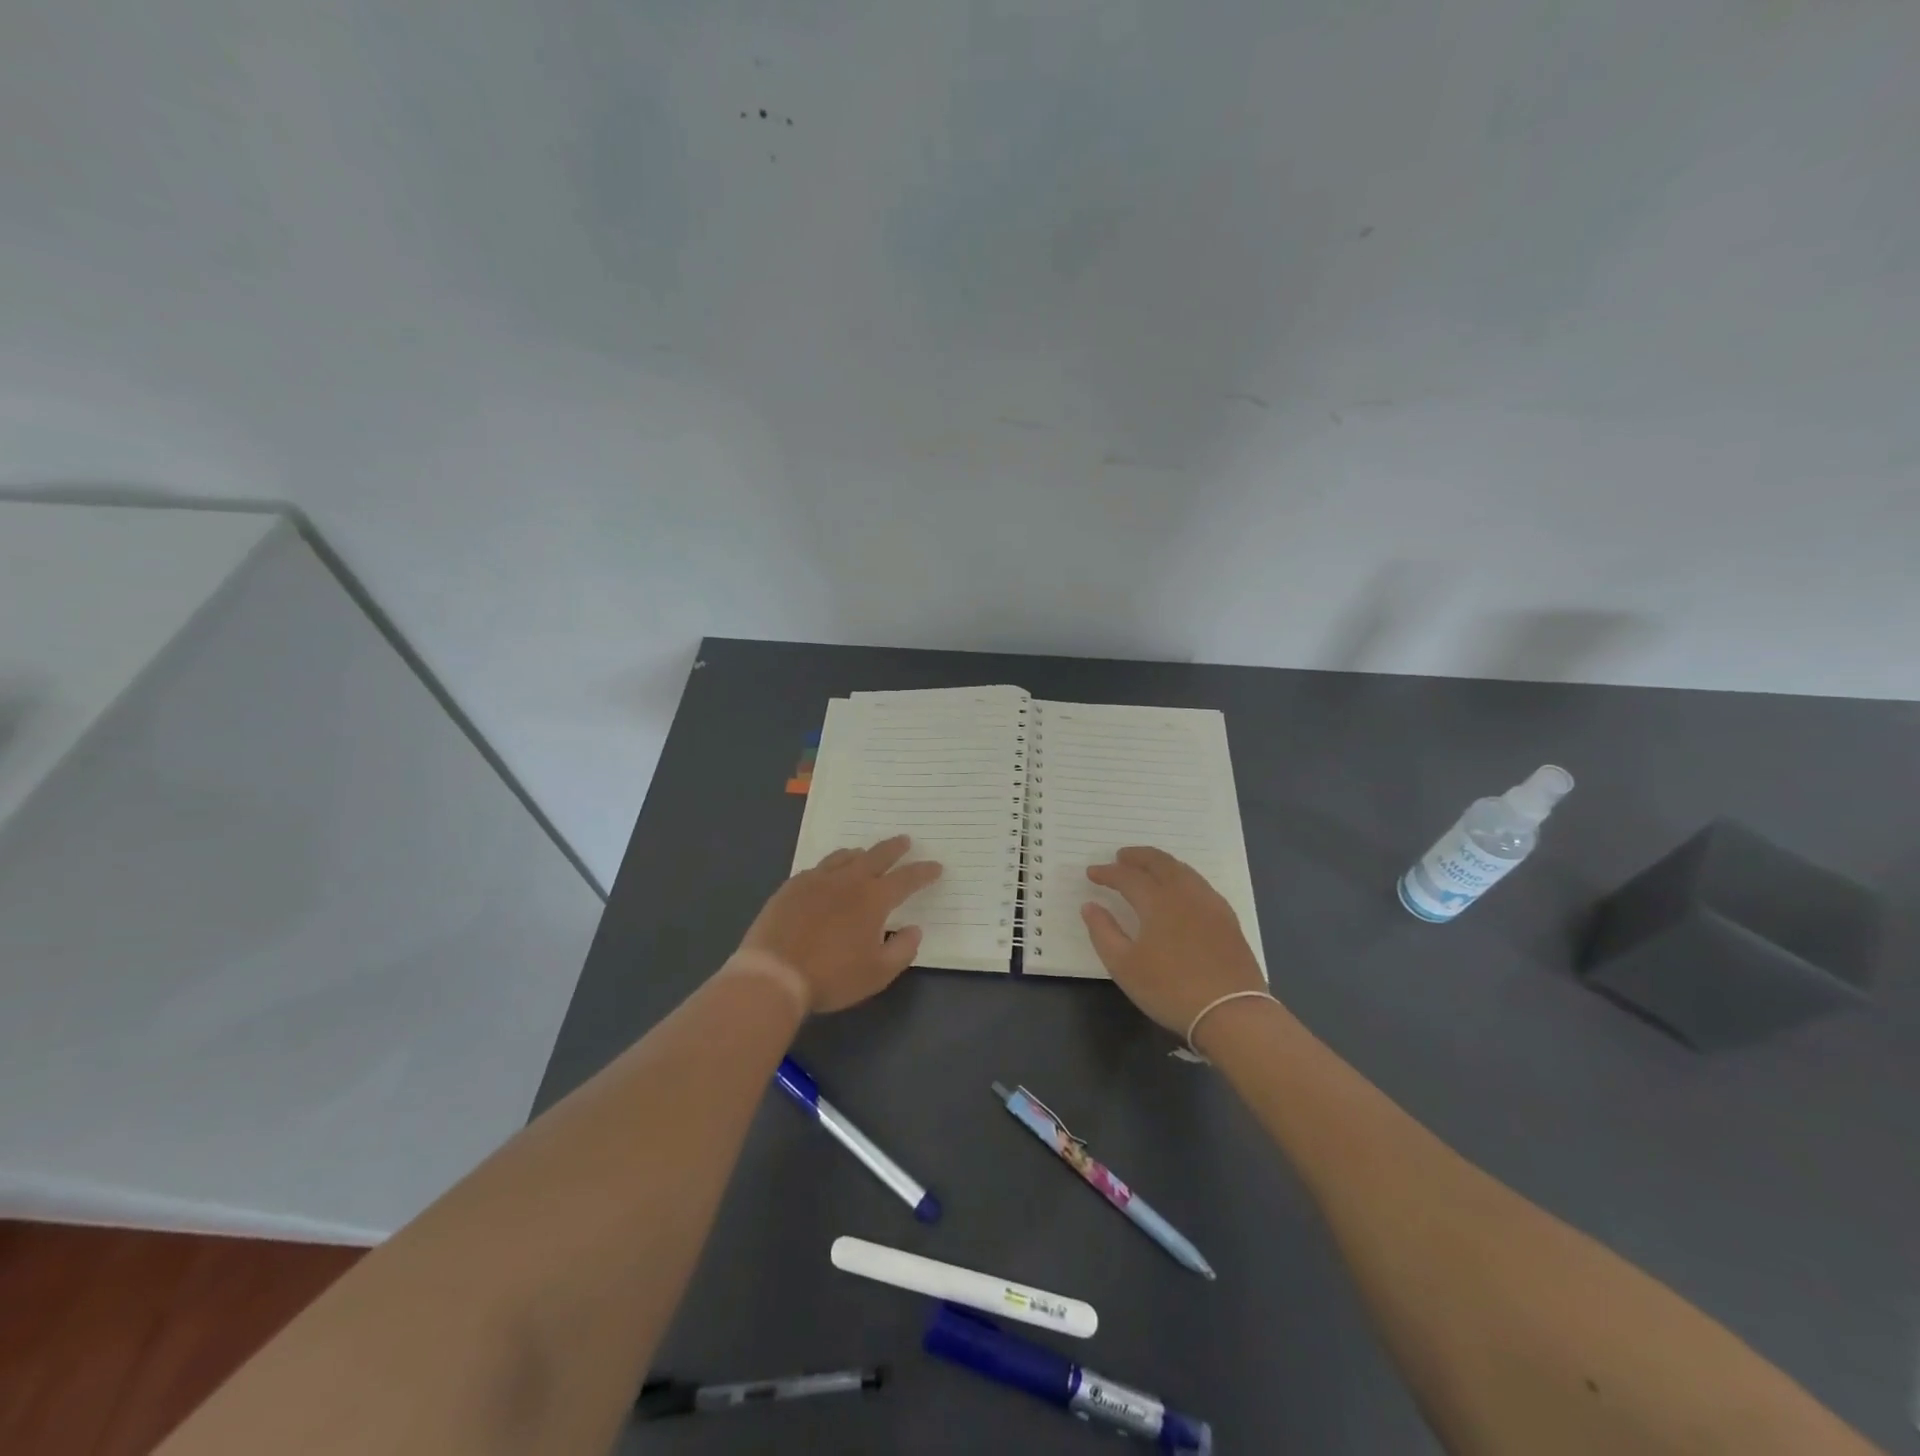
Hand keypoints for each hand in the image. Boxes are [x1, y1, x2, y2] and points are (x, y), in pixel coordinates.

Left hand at [738, 836, 942, 1013]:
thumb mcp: (877, 973)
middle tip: (905, 842)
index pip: (906, 879)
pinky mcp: (792, 886)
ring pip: (844, 857)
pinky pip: (818, 868)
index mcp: (873, 899)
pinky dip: (832, 866)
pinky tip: (828, 874)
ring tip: (865, 854)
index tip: (936, 867)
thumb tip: (914, 929)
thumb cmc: (831, 976)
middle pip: (877, 856)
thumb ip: (902, 949)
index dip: (923, 872)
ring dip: (861, 854)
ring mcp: (817, 880)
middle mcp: (848, 881)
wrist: (773, 974)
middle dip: (895, 848)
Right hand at [1082, 846, 1266, 1034]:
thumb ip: (1103, 932)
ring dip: (1161, 863)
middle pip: (1160, 863)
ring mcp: (1210, 904)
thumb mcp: (1124, 966)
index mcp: (1157, 901)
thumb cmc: (1170, 989)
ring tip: (1148, 868)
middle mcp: (1185, 893)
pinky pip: (1200, 884)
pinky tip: (1180, 890)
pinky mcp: (1227, 919)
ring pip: (1183, 870)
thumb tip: (1090, 906)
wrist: (1232, 1013)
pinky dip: (1182, 877)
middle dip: (1138, 856)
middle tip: (1121, 856)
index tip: (1092, 873)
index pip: (1128, 877)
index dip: (1107, 873)